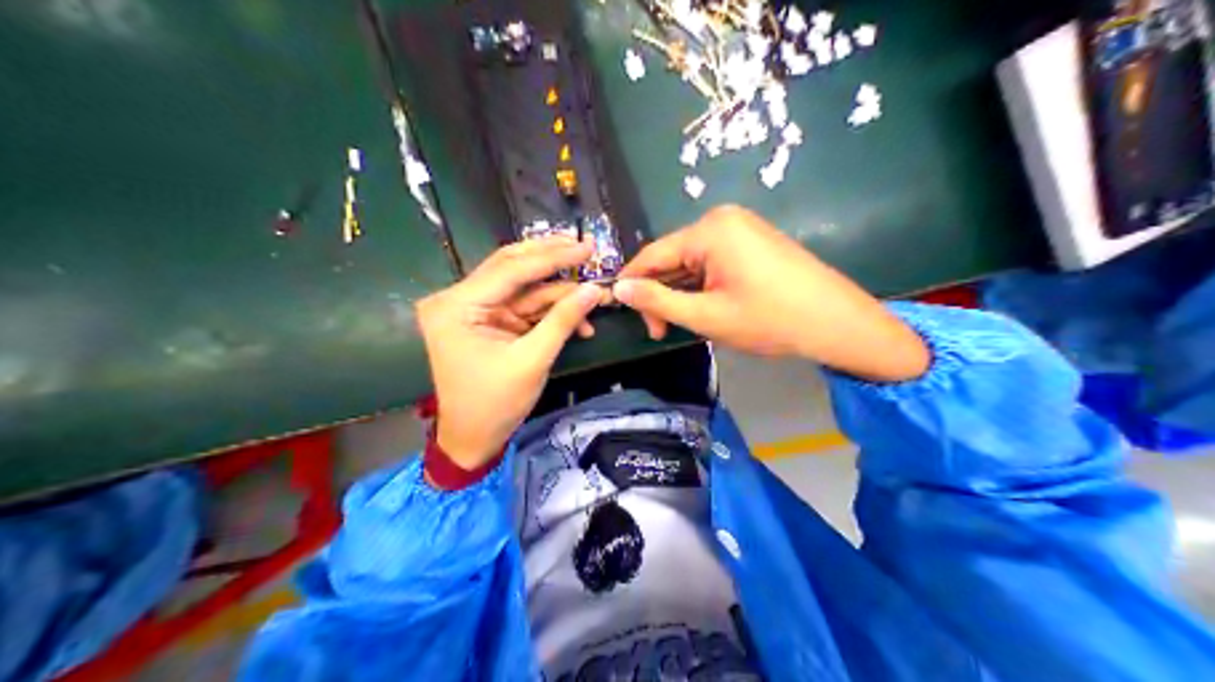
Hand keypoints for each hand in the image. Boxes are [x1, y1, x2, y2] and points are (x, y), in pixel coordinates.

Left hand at [418, 238, 605, 467]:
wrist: (472, 440)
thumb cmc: (495, 404)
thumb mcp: (532, 361)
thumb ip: (562, 320)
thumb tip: (594, 289)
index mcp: (456, 306)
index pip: (509, 270)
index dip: (552, 257)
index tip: (586, 246)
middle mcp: (458, 299)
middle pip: (511, 267)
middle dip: (551, 260)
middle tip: (586, 248)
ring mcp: (472, 309)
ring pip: (521, 285)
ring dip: (556, 289)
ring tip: (592, 285)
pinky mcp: (487, 321)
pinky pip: (522, 305)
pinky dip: (549, 310)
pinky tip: (579, 317)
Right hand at [612, 202, 925, 382]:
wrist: (835, 321)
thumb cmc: (769, 319)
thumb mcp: (707, 316)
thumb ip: (658, 302)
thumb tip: (618, 288)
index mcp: (709, 230)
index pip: (653, 254)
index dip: (634, 284)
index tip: (626, 316)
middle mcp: (722, 219)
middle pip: (673, 257)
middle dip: (663, 294)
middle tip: (663, 332)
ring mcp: (742, 227)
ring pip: (693, 261)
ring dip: (684, 293)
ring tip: (690, 325)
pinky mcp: (754, 240)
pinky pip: (714, 260)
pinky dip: (704, 285)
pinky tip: (709, 309)